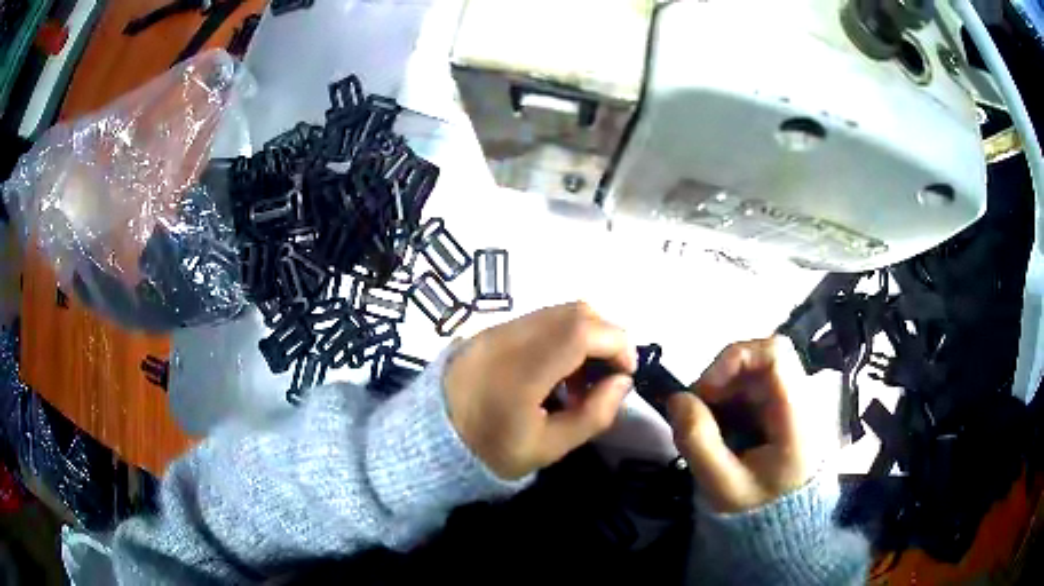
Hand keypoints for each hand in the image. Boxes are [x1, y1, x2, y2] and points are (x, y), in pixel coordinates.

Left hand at [445, 302, 636, 479]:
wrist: (431, 441)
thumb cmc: (491, 452)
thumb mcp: (548, 448)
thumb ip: (594, 414)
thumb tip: (622, 381)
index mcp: (520, 372)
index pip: (581, 331)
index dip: (616, 342)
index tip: (626, 371)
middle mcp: (506, 338)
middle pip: (574, 311)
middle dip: (605, 337)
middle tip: (605, 375)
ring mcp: (494, 329)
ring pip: (557, 311)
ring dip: (583, 336)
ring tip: (578, 379)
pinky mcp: (488, 330)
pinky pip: (537, 320)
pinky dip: (560, 336)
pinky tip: (554, 370)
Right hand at [668, 337, 834, 512]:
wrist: (780, 529)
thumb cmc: (756, 510)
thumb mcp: (721, 485)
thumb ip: (697, 441)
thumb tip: (677, 398)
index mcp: (796, 417)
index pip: (775, 354)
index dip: (735, 359)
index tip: (706, 391)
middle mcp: (800, 400)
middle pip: (760, 359)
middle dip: (721, 379)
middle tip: (698, 412)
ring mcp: (791, 404)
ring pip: (753, 372)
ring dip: (722, 391)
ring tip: (708, 427)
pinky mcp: (781, 411)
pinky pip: (752, 388)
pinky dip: (728, 401)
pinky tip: (720, 430)